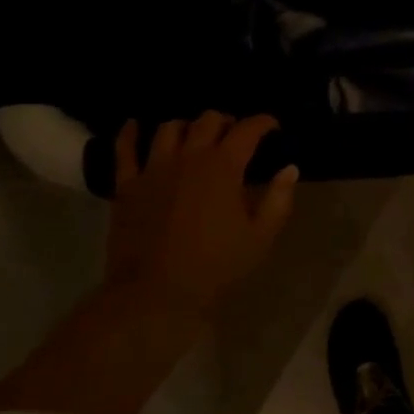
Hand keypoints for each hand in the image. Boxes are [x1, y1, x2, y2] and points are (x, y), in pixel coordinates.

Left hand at [103, 112, 298, 312]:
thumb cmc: (216, 266)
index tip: (273, 126)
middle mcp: (189, 157)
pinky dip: (130, 133)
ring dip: (187, 126)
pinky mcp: (127, 184)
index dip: (263, 122)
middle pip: (208, 120)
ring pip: (170, 128)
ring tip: (194, 135)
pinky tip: (135, 125)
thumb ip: (278, 199)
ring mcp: (154, 168)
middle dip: (227, 121)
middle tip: (235, 134)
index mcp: (224, 167)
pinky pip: (124, 149)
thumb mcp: (260, 237)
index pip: (247, 130)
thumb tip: (289, 169)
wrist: (156, 293)